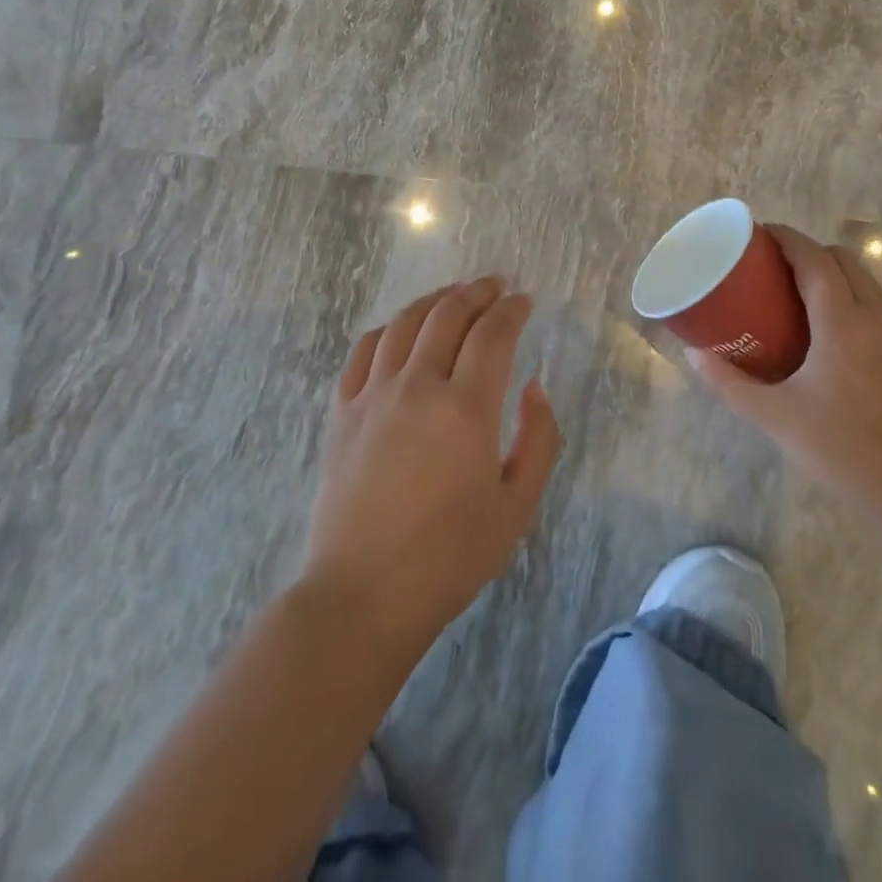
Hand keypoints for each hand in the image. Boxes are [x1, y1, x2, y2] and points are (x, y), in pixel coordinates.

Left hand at [300, 277, 560, 655]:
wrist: (363, 594)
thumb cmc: (450, 557)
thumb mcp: (517, 507)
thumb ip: (538, 439)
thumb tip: (535, 387)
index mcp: (466, 408)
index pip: (493, 334)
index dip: (512, 310)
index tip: (524, 301)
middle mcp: (418, 386)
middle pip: (448, 314)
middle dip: (477, 292)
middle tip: (495, 286)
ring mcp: (374, 394)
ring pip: (406, 323)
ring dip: (435, 300)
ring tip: (455, 296)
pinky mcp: (343, 410)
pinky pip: (366, 349)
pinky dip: (390, 328)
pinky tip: (402, 331)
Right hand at [687, 226, 881, 522]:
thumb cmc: (838, 449)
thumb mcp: (774, 416)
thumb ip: (730, 383)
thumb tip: (694, 355)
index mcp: (843, 324)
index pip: (815, 260)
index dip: (789, 238)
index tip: (761, 233)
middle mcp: (875, 320)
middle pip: (845, 261)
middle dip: (811, 251)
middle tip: (775, 266)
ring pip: (867, 283)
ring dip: (835, 274)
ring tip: (797, 294)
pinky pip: (877, 309)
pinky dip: (851, 299)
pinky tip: (827, 333)